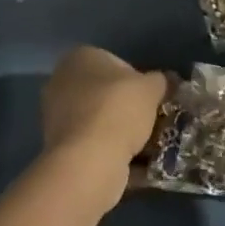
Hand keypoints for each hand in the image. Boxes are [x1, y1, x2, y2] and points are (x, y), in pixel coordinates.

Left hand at [40, 47, 168, 212]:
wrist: (88, 163)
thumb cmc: (118, 110)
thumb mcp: (151, 88)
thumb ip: (161, 81)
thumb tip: (166, 82)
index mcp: (80, 58)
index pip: (115, 62)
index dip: (138, 80)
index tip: (153, 98)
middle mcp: (63, 83)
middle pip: (106, 94)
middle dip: (129, 109)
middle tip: (153, 122)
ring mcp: (58, 119)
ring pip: (100, 123)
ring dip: (123, 134)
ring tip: (150, 148)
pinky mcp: (61, 151)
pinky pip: (94, 148)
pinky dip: (114, 155)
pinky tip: (138, 167)